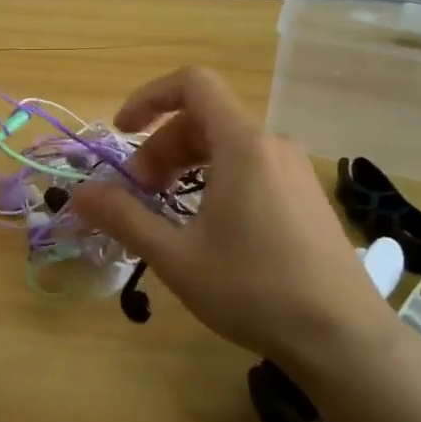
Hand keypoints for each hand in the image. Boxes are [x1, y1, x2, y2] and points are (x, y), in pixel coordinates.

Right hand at [70, 67, 400, 376]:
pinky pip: (251, 165)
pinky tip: (208, 223)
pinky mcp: (305, 194)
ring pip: (227, 144)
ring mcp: (294, 169)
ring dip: (186, 163)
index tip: (121, 132)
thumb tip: (78, 194)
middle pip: (204, 118)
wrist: (343, 337)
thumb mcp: (176, 257)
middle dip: (161, 146)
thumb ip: (124, 218)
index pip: (193, 84)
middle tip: (138, 193)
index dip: (148, 98)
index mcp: (243, 145)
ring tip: (166, 209)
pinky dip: (215, 176)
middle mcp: (272, 145)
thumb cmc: (254, 290)